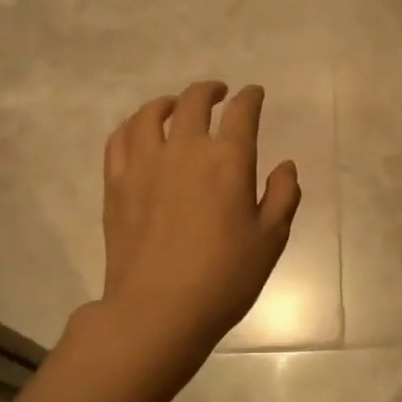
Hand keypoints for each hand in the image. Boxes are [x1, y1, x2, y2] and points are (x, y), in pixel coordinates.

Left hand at [93, 81, 300, 373]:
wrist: (158, 310)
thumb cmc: (224, 278)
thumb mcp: (271, 240)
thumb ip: (283, 196)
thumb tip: (285, 166)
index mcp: (228, 160)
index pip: (242, 112)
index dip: (251, 97)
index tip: (254, 94)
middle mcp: (185, 150)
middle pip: (194, 102)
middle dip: (210, 91)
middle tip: (218, 94)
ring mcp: (144, 164)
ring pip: (151, 114)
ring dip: (168, 102)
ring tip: (176, 107)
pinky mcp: (116, 183)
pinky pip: (120, 139)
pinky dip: (133, 126)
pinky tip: (140, 132)